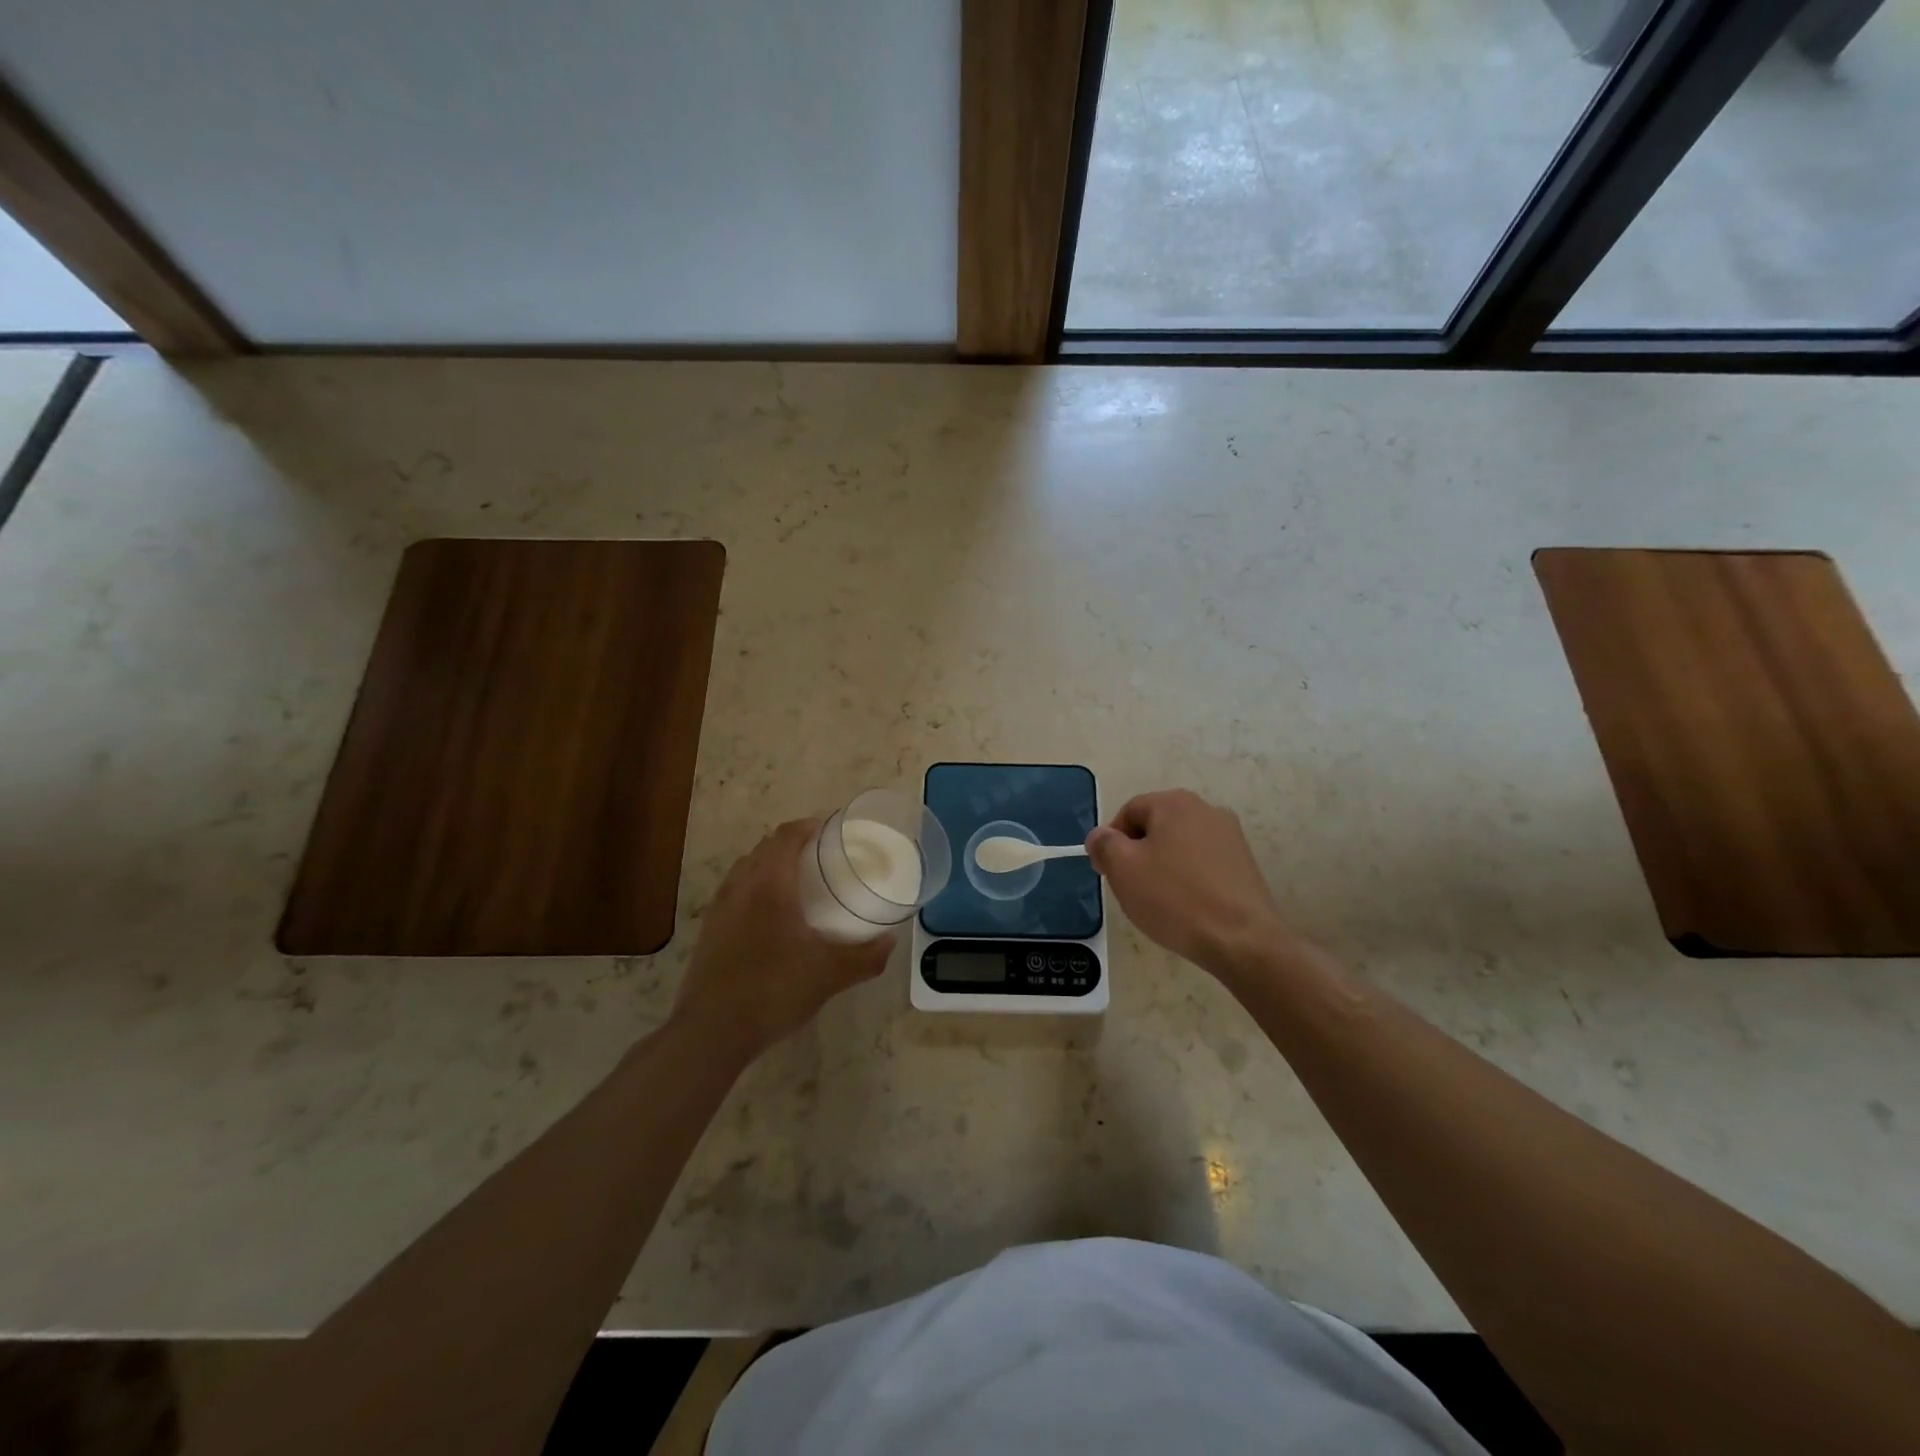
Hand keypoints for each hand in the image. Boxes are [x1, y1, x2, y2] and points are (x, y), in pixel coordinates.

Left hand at [671, 819, 893, 1061]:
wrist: (710, 1033)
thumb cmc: (773, 991)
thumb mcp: (829, 975)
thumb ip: (865, 956)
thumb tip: (890, 941)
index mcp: (769, 885)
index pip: (786, 836)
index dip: (809, 825)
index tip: (832, 829)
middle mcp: (740, 887)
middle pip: (765, 848)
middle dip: (792, 843)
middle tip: (822, 856)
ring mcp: (719, 909)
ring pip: (746, 869)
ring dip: (771, 865)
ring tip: (798, 882)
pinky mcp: (709, 931)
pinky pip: (735, 893)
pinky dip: (755, 888)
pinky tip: (771, 918)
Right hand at [1085, 789, 1293, 978]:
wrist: (1242, 940)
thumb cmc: (1175, 898)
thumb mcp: (1123, 869)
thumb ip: (1104, 844)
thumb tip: (1100, 836)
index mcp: (1174, 803)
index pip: (1128, 812)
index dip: (1111, 842)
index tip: (1108, 873)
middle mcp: (1206, 809)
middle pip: (1156, 826)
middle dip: (1138, 854)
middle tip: (1131, 888)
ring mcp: (1231, 836)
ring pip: (1180, 846)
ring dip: (1163, 867)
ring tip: (1160, 902)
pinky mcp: (1245, 864)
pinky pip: (1203, 864)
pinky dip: (1189, 879)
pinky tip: (1187, 907)